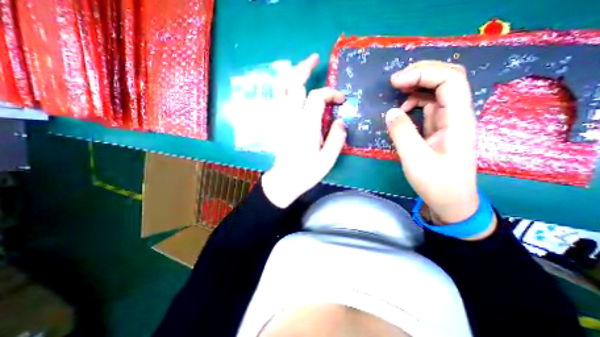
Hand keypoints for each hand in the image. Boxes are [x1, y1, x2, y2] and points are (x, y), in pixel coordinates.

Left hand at [262, 55, 346, 208]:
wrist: (284, 180)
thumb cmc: (306, 172)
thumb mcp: (327, 159)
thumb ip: (336, 138)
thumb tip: (341, 121)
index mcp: (306, 126)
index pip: (317, 97)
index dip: (331, 93)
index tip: (341, 99)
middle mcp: (291, 118)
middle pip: (294, 85)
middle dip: (304, 69)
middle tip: (315, 59)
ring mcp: (281, 119)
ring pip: (281, 89)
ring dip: (292, 74)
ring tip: (302, 66)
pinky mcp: (277, 123)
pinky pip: (277, 99)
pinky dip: (284, 87)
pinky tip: (291, 85)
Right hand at [384, 61, 480, 225]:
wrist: (450, 201)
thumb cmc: (436, 183)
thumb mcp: (415, 160)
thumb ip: (402, 133)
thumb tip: (390, 112)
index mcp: (458, 120)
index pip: (450, 81)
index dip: (423, 74)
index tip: (396, 82)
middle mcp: (456, 116)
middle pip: (446, 80)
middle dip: (420, 74)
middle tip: (394, 81)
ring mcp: (446, 122)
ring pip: (435, 93)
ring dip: (415, 88)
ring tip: (395, 93)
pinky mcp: (436, 129)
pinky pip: (426, 108)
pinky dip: (411, 104)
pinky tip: (400, 112)